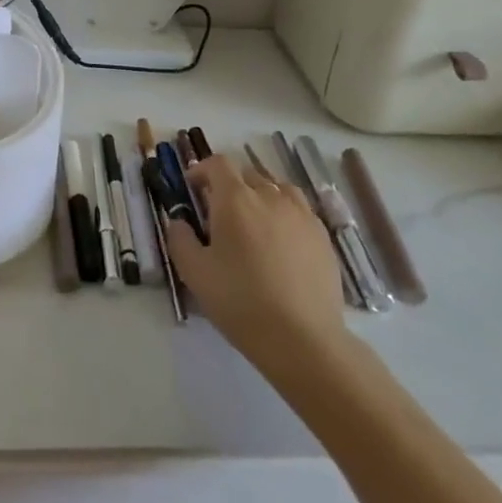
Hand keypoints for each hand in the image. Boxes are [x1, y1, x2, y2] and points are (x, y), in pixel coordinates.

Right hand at [165, 154, 346, 367]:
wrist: (302, 338)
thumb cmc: (240, 301)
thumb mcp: (194, 272)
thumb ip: (179, 238)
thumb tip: (179, 221)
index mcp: (235, 199)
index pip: (218, 164)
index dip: (202, 170)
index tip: (192, 188)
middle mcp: (270, 196)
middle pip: (247, 174)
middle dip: (229, 185)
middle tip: (219, 214)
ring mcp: (301, 215)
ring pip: (277, 189)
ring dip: (261, 196)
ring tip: (254, 222)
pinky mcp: (322, 236)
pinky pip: (299, 211)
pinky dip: (285, 215)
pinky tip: (281, 243)